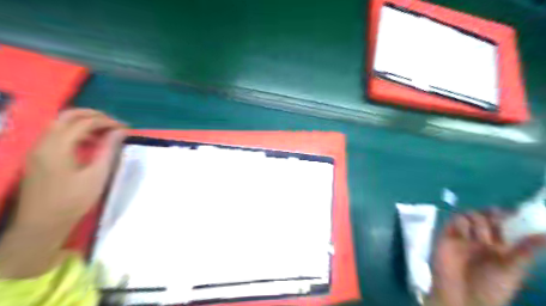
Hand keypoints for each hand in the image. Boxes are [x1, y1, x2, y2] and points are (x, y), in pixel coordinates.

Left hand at [13, 108, 125, 226]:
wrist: (43, 223)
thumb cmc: (73, 200)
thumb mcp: (97, 175)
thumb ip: (108, 149)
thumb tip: (120, 131)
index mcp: (58, 146)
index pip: (85, 123)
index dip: (107, 122)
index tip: (125, 128)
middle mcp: (44, 142)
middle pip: (67, 116)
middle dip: (93, 115)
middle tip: (114, 122)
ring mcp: (38, 148)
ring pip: (60, 124)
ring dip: (84, 122)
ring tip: (106, 131)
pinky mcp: (38, 156)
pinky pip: (57, 134)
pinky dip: (75, 132)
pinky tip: (89, 142)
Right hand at [426, 209, 545, 305]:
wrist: (462, 295)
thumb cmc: (491, 287)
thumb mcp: (512, 269)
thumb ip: (525, 250)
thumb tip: (544, 234)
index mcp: (500, 244)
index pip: (505, 223)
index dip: (509, 216)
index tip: (516, 214)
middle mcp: (481, 237)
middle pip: (486, 215)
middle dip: (493, 214)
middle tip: (498, 221)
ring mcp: (464, 235)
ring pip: (470, 215)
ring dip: (479, 221)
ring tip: (482, 240)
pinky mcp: (448, 234)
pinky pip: (455, 220)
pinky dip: (462, 223)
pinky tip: (466, 236)